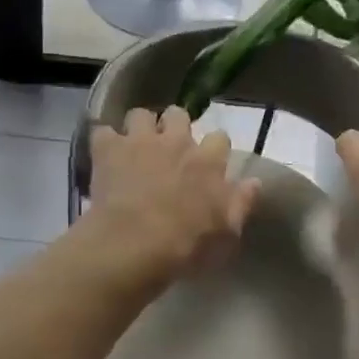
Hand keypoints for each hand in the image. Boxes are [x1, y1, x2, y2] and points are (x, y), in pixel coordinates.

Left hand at [88, 107, 257, 283]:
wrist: (134, 244)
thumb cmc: (186, 244)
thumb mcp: (226, 231)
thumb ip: (241, 203)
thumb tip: (255, 182)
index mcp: (207, 161)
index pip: (219, 137)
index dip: (213, 148)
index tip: (208, 162)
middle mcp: (176, 141)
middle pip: (178, 114)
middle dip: (174, 126)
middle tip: (168, 148)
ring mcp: (139, 141)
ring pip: (140, 114)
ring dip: (138, 128)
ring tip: (134, 146)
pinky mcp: (108, 149)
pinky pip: (103, 131)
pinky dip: (104, 143)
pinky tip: (104, 156)